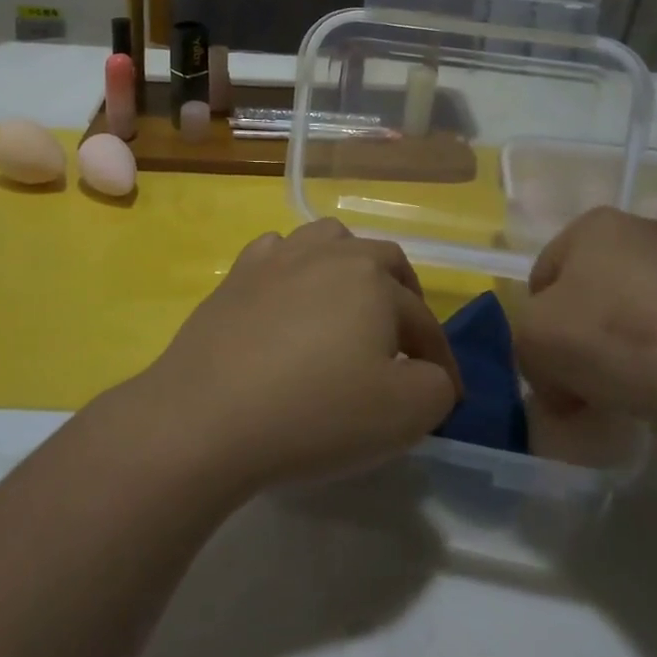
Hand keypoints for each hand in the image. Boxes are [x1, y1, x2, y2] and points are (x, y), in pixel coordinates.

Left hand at [131, 219, 463, 492]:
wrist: (208, 416)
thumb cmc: (315, 412)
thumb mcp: (405, 415)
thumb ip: (436, 387)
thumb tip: (427, 373)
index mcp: (375, 279)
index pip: (423, 320)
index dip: (441, 360)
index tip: (448, 397)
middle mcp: (330, 253)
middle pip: (383, 261)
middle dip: (404, 297)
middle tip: (405, 340)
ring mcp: (278, 258)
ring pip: (329, 240)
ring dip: (351, 267)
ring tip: (350, 305)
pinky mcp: (237, 274)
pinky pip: (278, 253)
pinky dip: (295, 268)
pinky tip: (289, 297)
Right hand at [514, 207, 656, 438]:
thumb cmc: (616, 339)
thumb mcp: (534, 343)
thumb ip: (527, 349)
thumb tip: (556, 379)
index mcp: (594, 225)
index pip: (546, 274)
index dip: (539, 324)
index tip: (551, 370)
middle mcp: (649, 230)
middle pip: (598, 290)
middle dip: (587, 335)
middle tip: (589, 385)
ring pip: (646, 309)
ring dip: (635, 346)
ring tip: (642, 394)